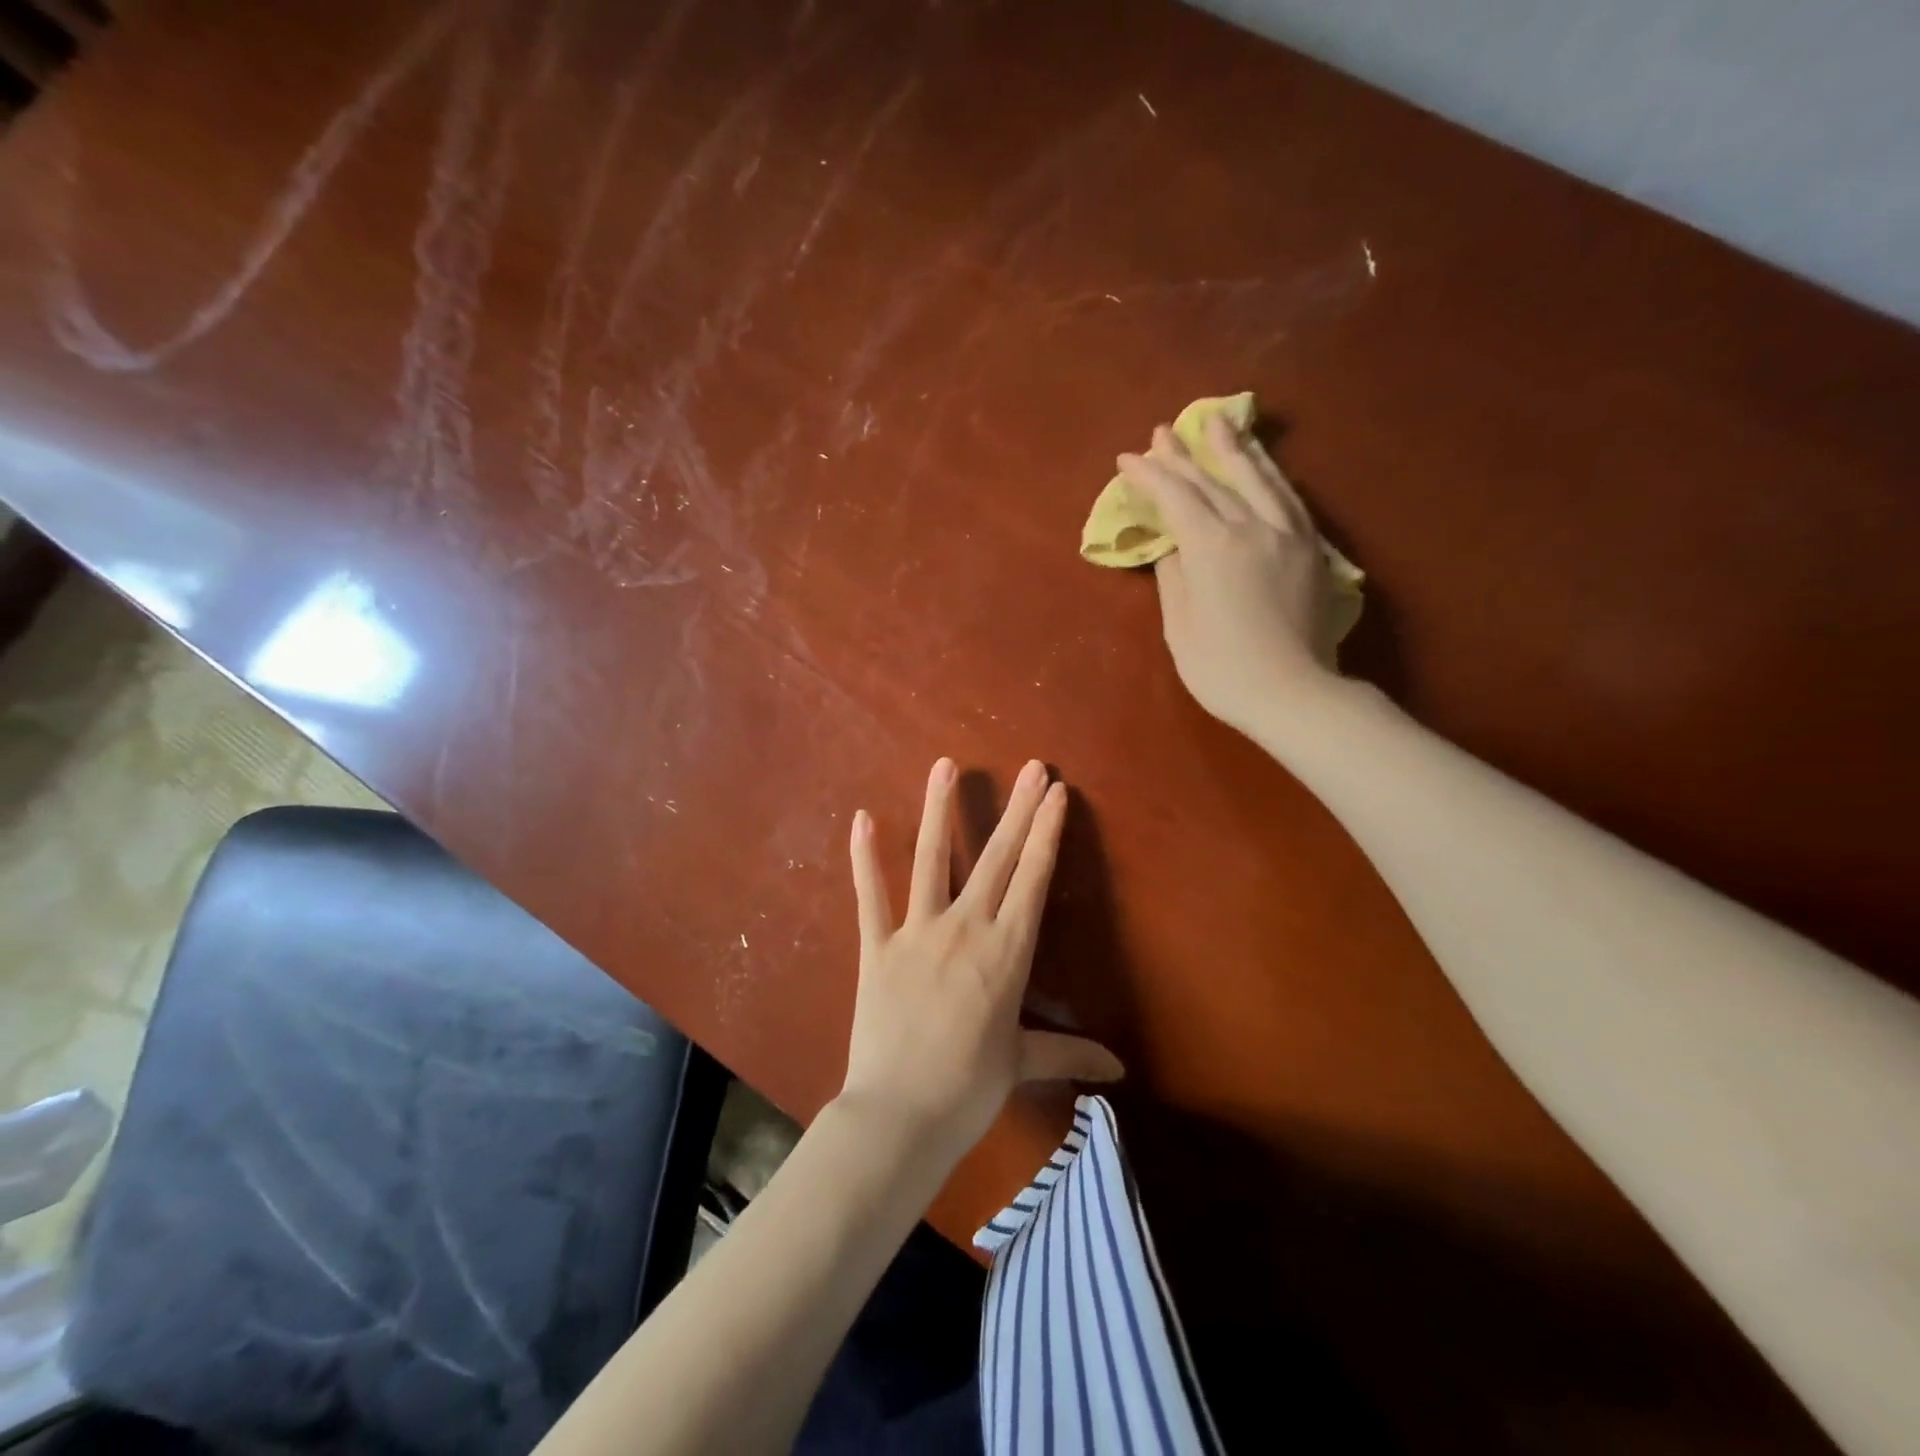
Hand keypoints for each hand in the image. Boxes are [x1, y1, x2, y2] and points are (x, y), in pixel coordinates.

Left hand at [840, 757, 1123, 1164]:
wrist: (899, 1118)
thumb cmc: (968, 1091)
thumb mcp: (1021, 1064)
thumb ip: (1069, 1053)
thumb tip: (1120, 1069)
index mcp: (1006, 953)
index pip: (1033, 879)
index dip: (1046, 833)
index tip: (1055, 793)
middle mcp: (965, 929)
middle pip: (996, 858)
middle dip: (1016, 809)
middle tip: (1030, 766)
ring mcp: (917, 932)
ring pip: (931, 860)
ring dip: (940, 810)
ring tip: (946, 765)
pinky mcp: (877, 946)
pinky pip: (870, 896)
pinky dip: (864, 858)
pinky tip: (863, 818)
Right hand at [1117, 414, 1337, 734]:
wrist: (1293, 693)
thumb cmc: (1222, 669)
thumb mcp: (1180, 626)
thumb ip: (1174, 577)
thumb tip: (1173, 547)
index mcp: (1213, 546)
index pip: (1177, 497)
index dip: (1151, 475)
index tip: (1127, 459)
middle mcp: (1253, 527)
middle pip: (1215, 481)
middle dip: (1184, 455)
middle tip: (1163, 432)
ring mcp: (1287, 534)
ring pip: (1259, 479)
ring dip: (1234, 449)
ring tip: (1219, 423)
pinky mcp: (1311, 549)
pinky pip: (1288, 498)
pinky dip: (1269, 476)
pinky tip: (1263, 467)